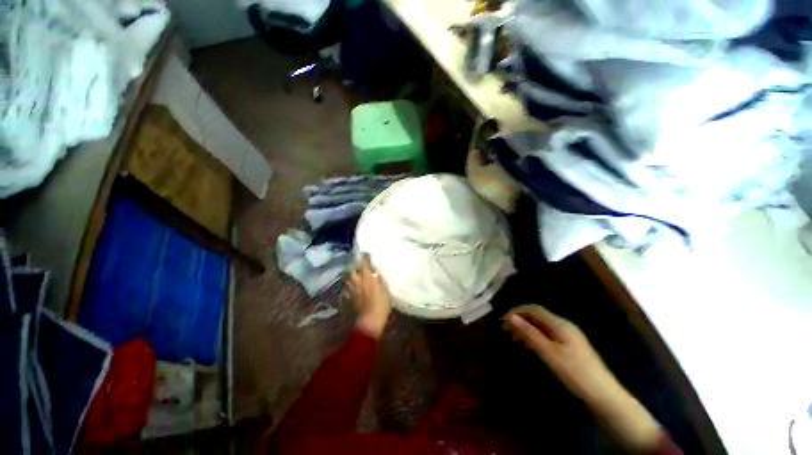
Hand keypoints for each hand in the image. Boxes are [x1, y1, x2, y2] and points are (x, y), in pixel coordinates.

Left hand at [347, 255, 391, 338]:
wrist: (369, 321)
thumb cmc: (381, 305)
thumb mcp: (386, 291)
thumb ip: (380, 280)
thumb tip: (376, 272)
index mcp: (367, 277)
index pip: (364, 263)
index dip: (365, 257)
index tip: (366, 254)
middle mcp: (356, 281)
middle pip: (351, 269)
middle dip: (354, 266)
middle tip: (358, 266)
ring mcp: (350, 289)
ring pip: (347, 278)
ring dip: (350, 275)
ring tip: (353, 275)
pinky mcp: (346, 298)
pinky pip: (345, 288)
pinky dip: (347, 286)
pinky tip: (350, 287)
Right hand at [505, 304, 617, 402]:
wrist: (604, 395)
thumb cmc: (575, 373)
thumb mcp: (549, 353)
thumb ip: (530, 333)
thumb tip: (511, 317)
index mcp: (560, 324)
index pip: (534, 309)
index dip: (517, 311)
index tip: (502, 320)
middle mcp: (564, 325)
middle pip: (537, 316)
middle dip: (520, 320)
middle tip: (505, 330)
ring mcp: (568, 336)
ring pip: (542, 326)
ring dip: (526, 329)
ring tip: (513, 339)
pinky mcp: (570, 346)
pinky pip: (547, 335)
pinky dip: (535, 337)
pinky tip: (529, 346)